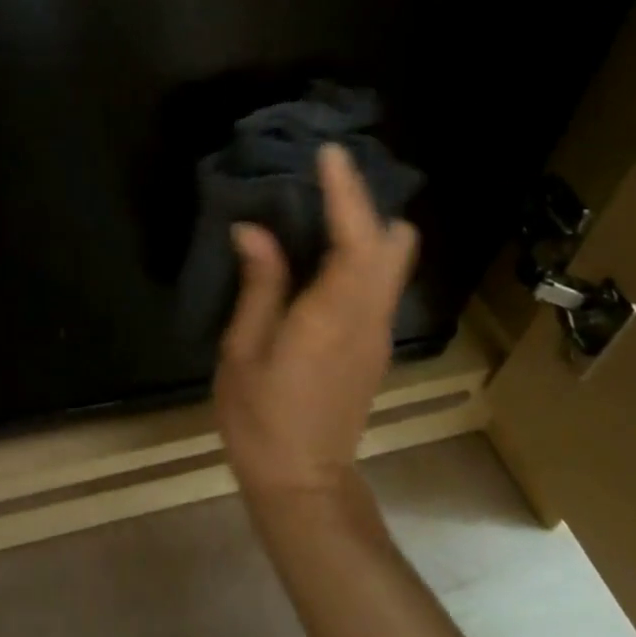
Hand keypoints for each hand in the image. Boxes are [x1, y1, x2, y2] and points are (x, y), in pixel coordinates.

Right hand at [214, 142, 419, 500]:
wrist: (303, 483)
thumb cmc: (262, 418)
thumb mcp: (242, 350)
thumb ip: (258, 285)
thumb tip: (254, 230)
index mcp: (333, 316)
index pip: (356, 240)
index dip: (346, 193)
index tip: (329, 154)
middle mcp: (369, 318)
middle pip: (392, 245)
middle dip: (367, 203)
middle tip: (325, 176)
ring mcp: (378, 332)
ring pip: (391, 262)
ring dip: (367, 225)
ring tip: (322, 201)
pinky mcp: (373, 344)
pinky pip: (378, 281)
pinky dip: (362, 251)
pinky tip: (323, 248)